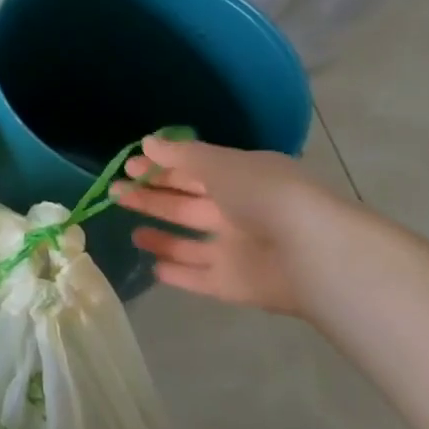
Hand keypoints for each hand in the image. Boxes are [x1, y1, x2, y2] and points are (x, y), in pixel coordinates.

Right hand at [110, 133, 344, 317]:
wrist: (312, 254)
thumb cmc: (264, 195)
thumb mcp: (219, 164)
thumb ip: (180, 155)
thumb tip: (147, 143)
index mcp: (241, 179)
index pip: (195, 171)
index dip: (161, 168)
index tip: (128, 166)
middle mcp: (240, 213)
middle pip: (187, 205)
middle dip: (152, 197)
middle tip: (115, 192)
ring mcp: (238, 251)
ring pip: (192, 243)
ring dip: (162, 237)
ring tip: (132, 232)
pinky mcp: (235, 285)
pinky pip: (200, 278)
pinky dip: (179, 273)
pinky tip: (154, 267)